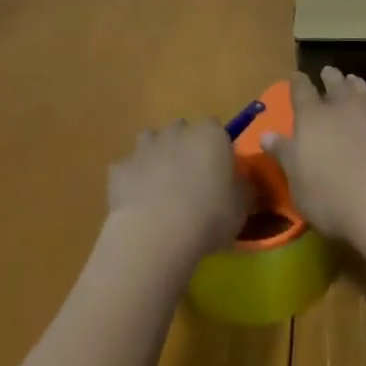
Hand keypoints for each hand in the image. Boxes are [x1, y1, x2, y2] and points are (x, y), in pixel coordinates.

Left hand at [107, 119, 246, 261]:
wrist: (155, 234)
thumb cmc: (207, 216)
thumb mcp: (241, 208)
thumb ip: (244, 189)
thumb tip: (243, 183)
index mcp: (210, 134)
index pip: (218, 131)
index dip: (219, 151)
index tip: (220, 176)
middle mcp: (177, 130)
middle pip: (184, 132)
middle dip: (186, 150)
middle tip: (192, 184)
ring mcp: (145, 146)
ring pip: (153, 143)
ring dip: (158, 159)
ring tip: (162, 191)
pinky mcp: (120, 167)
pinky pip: (129, 169)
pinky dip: (134, 181)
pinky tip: (139, 205)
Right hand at [261, 68, 365, 243]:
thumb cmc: (332, 196)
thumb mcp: (298, 182)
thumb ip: (284, 154)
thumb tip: (265, 134)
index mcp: (313, 117)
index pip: (301, 91)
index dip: (298, 82)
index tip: (297, 76)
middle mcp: (345, 105)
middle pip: (336, 83)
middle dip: (330, 77)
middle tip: (328, 72)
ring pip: (365, 89)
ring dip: (358, 85)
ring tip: (355, 81)